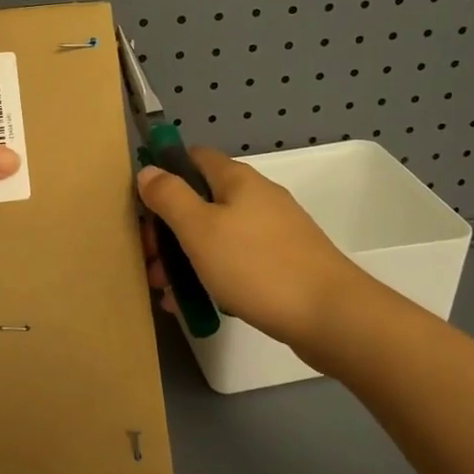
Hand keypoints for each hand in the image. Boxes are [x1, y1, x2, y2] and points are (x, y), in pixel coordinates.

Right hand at [138, 148, 361, 353]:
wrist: (331, 316)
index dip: (165, 172)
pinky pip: (236, 261)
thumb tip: (148, 170)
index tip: (142, 204)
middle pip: (202, 201)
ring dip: (186, 258)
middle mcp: (257, 198)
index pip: (194, 157)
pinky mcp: (284, 264)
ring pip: (217, 235)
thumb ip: (170, 196)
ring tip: (165, 291)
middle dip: (169, 229)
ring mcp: (274, 232)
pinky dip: (213, 275)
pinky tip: (197, 304)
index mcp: (237, 180)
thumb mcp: (200, 229)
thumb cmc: (256, 266)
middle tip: (149, 261)